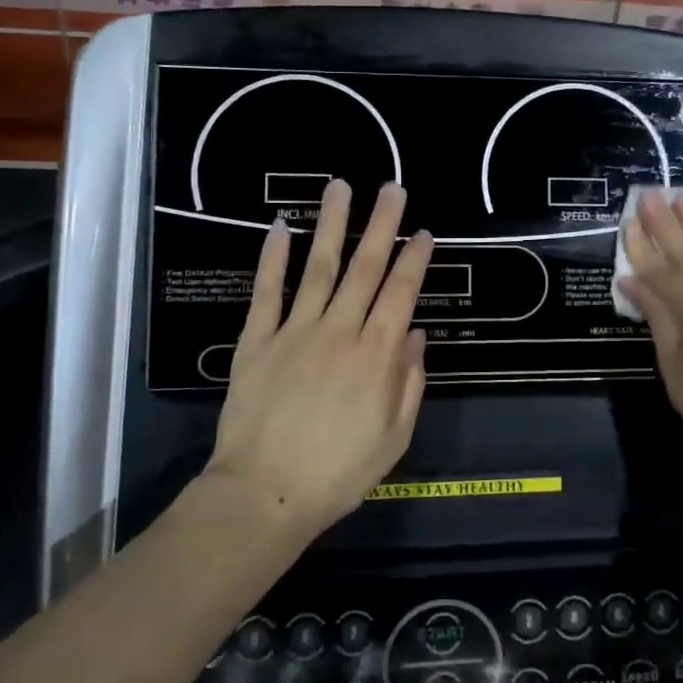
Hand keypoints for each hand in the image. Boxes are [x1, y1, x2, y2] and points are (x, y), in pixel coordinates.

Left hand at [208, 179, 433, 538]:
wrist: (264, 494)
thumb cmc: (338, 473)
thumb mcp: (394, 438)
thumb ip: (409, 382)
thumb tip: (416, 334)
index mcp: (376, 356)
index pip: (401, 294)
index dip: (415, 260)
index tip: (425, 232)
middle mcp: (339, 331)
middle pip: (365, 269)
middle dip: (382, 225)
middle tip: (392, 189)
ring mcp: (295, 331)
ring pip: (318, 268)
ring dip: (332, 225)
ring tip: (340, 187)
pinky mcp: (257, 341)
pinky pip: (267, 292)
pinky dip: (273, 259)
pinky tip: (279, 227)